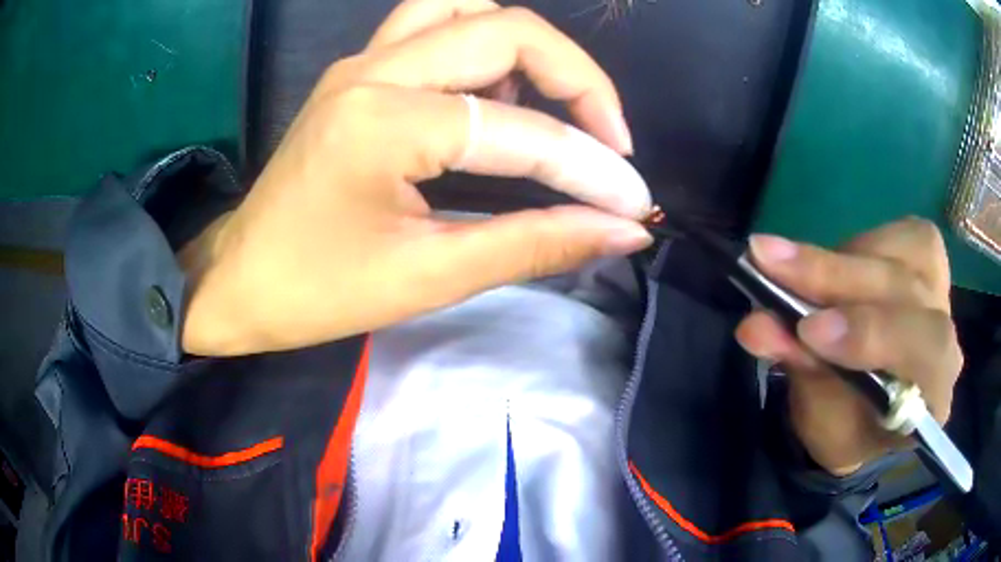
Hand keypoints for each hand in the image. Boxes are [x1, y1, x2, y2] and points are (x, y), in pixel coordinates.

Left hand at [179, 0, 653, 355]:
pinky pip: (434, 27)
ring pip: (467, 7)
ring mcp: (361, 62)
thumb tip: (623, 231)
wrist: (239, 281)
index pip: (521, 132)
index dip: (592, 169)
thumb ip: (534, 245)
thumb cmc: (317, 293)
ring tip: (551, 110)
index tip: (633, 204)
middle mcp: (373, 69)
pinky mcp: (357, 71)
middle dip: (579, 80)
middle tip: (610, 140)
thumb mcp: (429, 278)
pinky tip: (493, 99)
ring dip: (526, 48)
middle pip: (507, 27)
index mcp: (383, 123)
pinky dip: (482, 48)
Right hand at [735, 218, 962, 474]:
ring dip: (842, 260)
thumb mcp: (820, 418)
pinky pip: (901, 235)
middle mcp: (947, 338)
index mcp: (933, 396)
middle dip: (839, 278)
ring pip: (903, 256)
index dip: (872, 333)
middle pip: (908, 293)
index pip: (925, 353)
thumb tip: (756, 326)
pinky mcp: (928, 260)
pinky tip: (836, 264)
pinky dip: (860, 244)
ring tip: (787, 265)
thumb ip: (802, 371)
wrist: (866, 406)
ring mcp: (941, 293)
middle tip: (769, 263)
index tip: (808, 330)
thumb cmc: (846, 426)